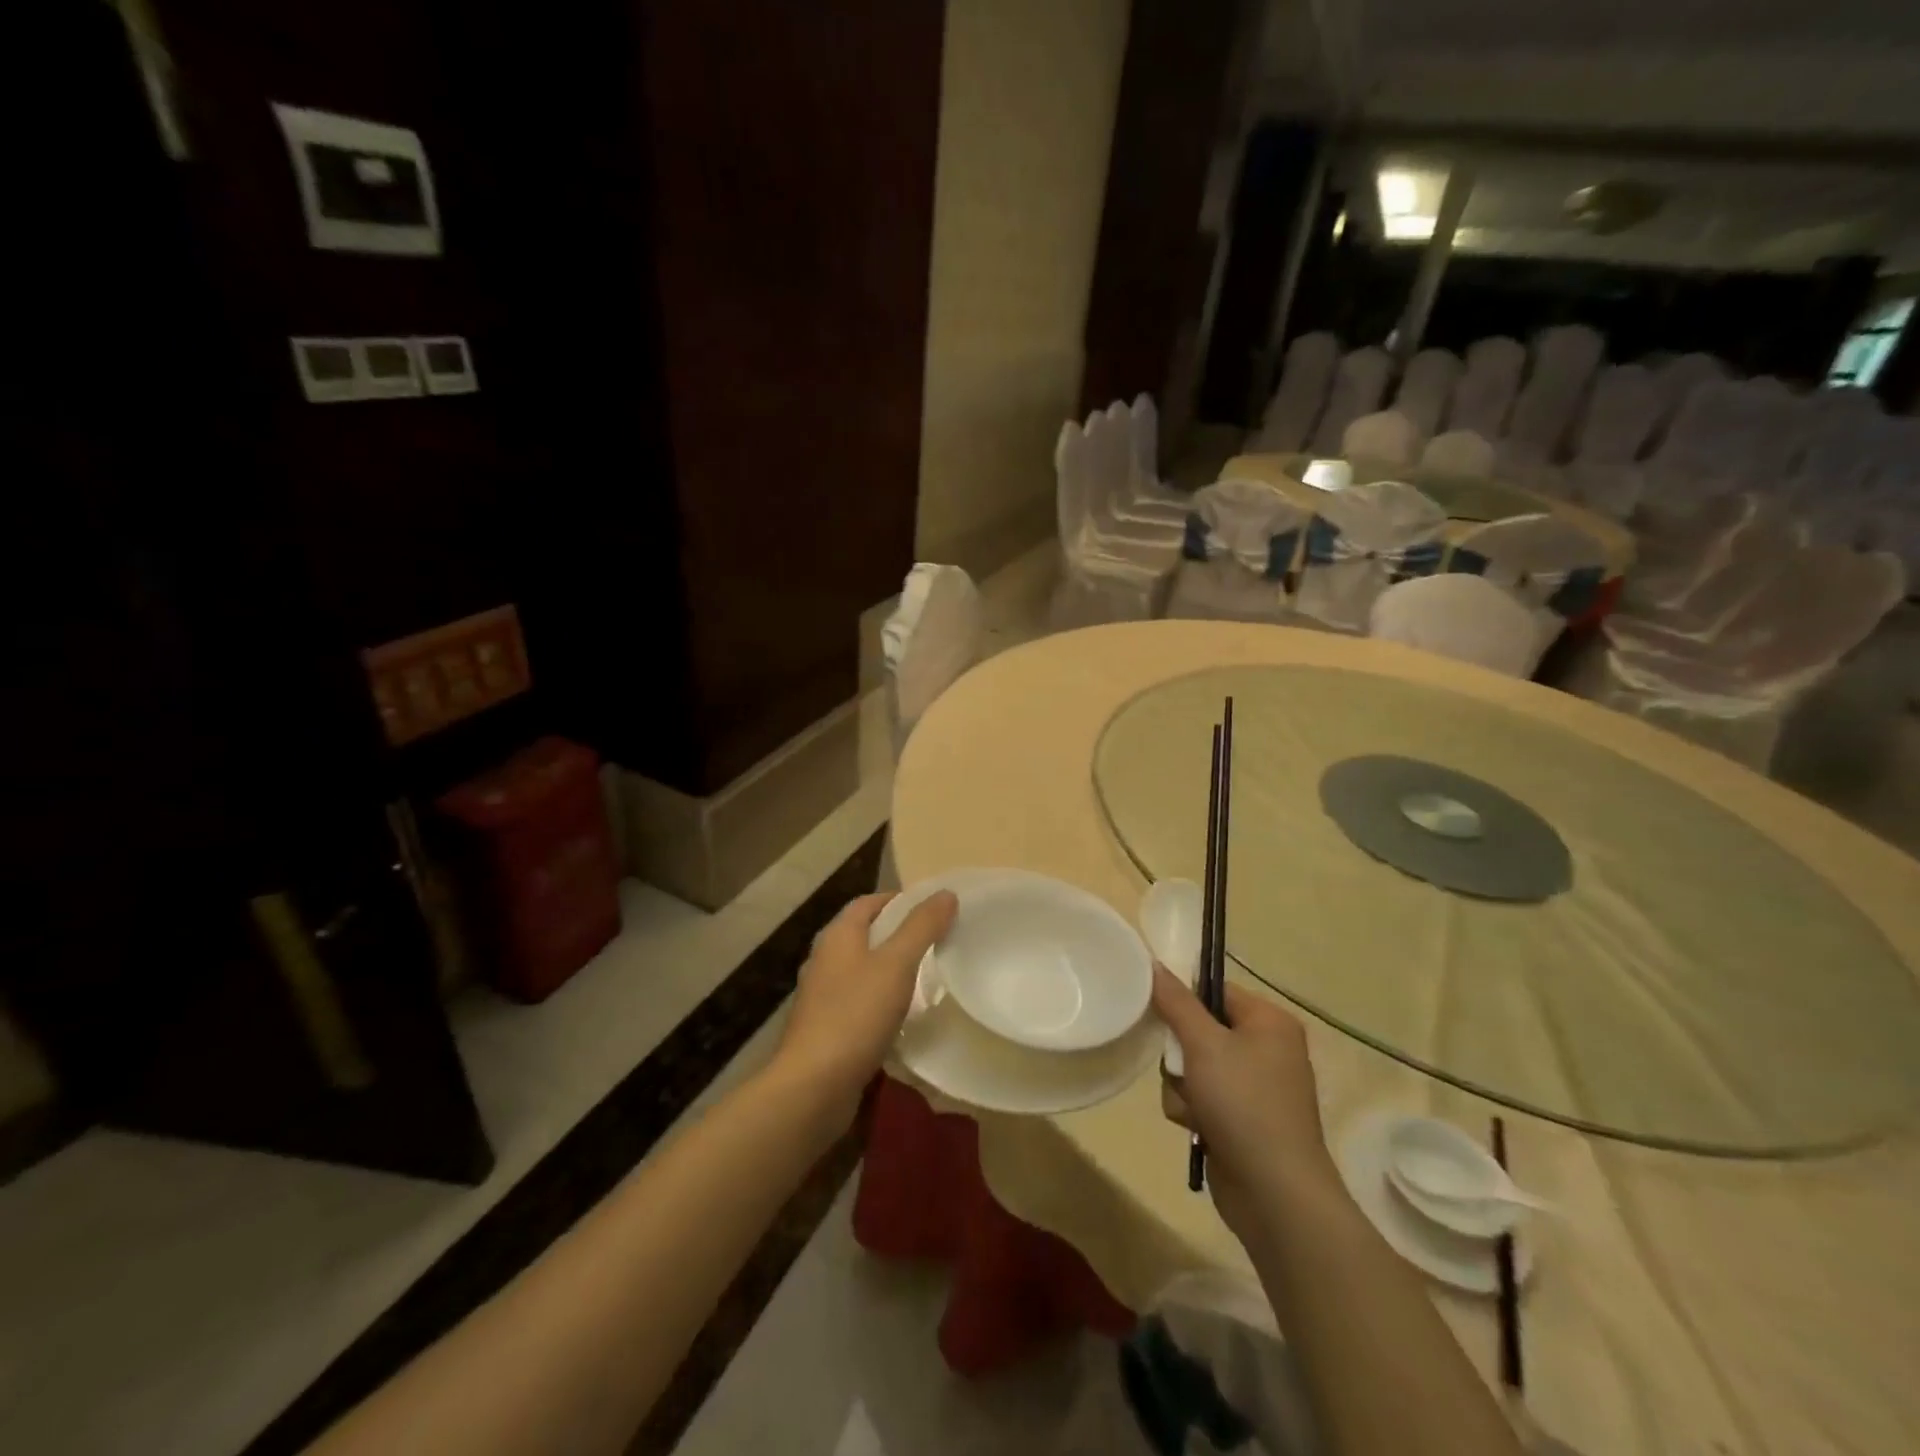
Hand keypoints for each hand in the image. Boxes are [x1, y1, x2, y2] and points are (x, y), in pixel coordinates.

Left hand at [772, 891, 957, 1123]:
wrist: (813, 1087)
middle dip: (898, 935)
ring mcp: (822, 996)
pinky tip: (902, 1017)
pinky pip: (858, 1003)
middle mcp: (824, 959)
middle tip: (937, 942)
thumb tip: (945, 893)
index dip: (900, 901)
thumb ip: (921, 927)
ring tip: (926, 978)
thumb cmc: (855, 1015)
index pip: (869, 903)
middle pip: (865, 935)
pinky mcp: (825, 1029)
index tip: (934, 910)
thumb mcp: (896, 964)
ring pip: (862, 970)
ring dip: (890, 970)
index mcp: (837, 936)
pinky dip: (881, 1002)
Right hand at [1154, 965, 1338, 1239]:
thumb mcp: (1204, 1044)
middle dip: (1180, 1053)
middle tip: (1179, 1067)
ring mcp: (1254, 1087)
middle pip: (1199, 1029)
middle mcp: (1266, 1049)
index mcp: (1269, 1022)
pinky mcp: (1241, 1119)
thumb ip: (1176, 1002)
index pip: (1215, 989)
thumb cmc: (1245, 1104)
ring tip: (1193, 1107)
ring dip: (1182, 1085)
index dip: (1183, 998)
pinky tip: (1196, 1127)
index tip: (1156, 1010)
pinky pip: (1200, 1097)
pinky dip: (1192, 1110)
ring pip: (1193, 1066)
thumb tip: (1154, 963)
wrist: (1275, 1194)